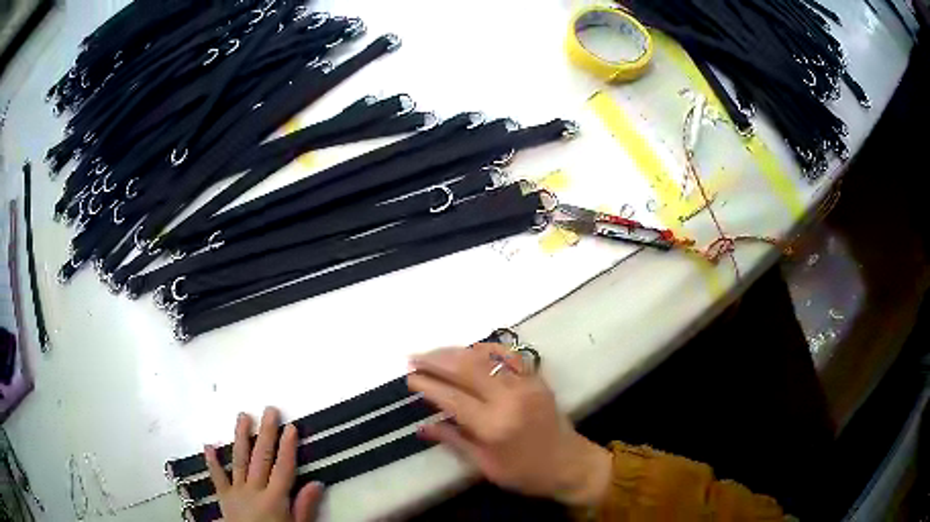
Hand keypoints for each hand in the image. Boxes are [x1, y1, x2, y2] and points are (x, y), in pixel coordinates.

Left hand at [204, 407, 323, 521]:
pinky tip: (208, 445)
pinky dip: (212, 461)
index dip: (288, 447)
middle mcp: (254, 490)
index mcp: (275, 499)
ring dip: (241, 437)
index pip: (283, 468)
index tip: (291, 427)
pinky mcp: (223, 496)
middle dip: (267, 433)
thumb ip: (305, 507)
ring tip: (243, 416)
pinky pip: (217, 477)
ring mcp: (236, 491)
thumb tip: (317, 483)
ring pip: (239, 460)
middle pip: (261, 458)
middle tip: (270, 410)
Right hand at [408, 344, 611, 506]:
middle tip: (414, 358)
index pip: (451, 398)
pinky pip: (509, 355)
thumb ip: (453, 440)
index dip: (427, 385)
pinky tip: (471, 349)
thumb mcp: (484, 465)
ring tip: (434, 352)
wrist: (570, 464)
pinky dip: (486, 348)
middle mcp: (509, 399)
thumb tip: (421, 426)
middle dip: (436, 360)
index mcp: (493, 426)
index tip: (409, 378)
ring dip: (456, 351)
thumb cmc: (525, 473)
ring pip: (485, 357)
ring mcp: (526, 384)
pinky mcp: (537, 378)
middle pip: (466, 368)